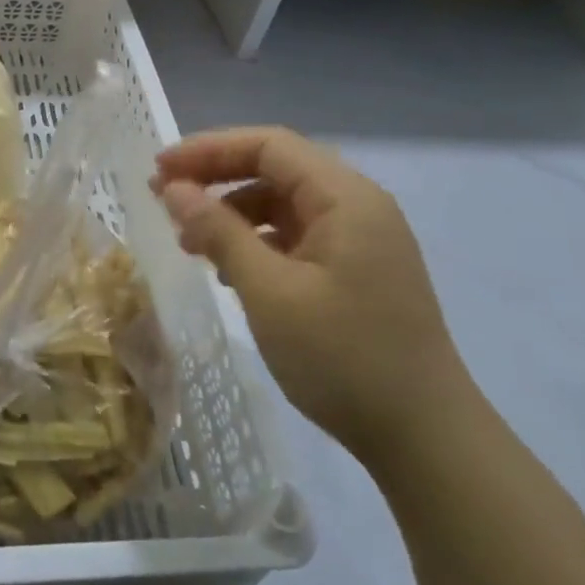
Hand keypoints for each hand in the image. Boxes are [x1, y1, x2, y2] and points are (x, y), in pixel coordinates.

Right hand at [153, 127, 471, 467]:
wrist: (425, 439)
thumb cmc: (343, 357)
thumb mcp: (269, 291)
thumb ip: (219, 232)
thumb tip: (174, 189)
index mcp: (346, 197)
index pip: (269, 146)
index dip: (208, 149)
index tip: (159, 170)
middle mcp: (358, 206)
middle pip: (276, 168)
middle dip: (216, 177)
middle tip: (163, 197)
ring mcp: (361, 240)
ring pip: (284, 203)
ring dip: (233, 213)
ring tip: (189, 243)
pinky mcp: (356, 271)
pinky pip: (297, 236)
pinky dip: (256, 241)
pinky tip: (229, 270)